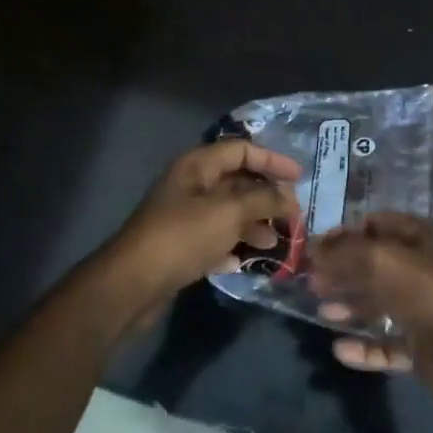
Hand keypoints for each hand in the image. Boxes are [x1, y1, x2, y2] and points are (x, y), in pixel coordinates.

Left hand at [101, 140, 302, 322]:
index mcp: (197, 166)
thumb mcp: (230, 212)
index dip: (272, 160)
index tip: (299, 178)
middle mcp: (189, 186)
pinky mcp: (179, 246)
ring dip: (253, 225)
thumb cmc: (183, 237)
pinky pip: (214, 239)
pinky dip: (231, 246)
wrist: (133, 283)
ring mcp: (183, 217)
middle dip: (266, 197)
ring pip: (227, 213)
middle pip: (236, 182)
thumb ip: (264, 200)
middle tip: (293, 215)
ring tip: (275, 243)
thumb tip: (289, 197)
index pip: (241, 150)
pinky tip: (244, 262)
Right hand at [309, 214, 432, 401]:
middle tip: (313, 280)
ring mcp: (425, 310)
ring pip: (381, 305)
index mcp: (421, 240)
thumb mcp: (377, 259)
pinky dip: (365, 347)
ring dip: (350, 307)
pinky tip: (341, 349)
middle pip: (376, 267)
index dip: (348, 232)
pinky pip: (388, 344)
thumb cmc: (422, 291)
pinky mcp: (423, 346)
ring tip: (323, 312)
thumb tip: (314, 248)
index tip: (318, 246)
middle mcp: (424, 271)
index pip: (380, 224)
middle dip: (343, 271)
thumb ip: (343, 252)